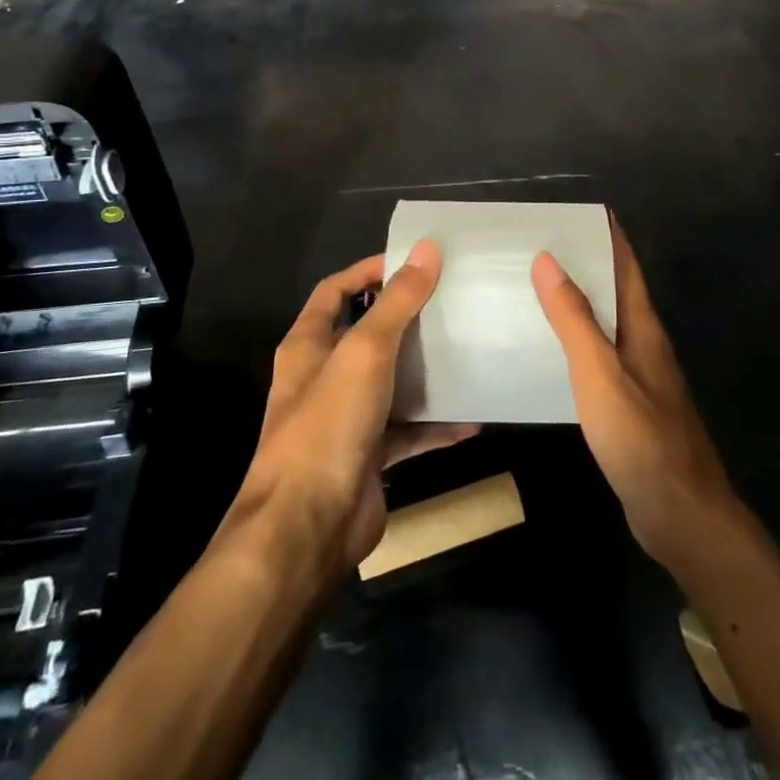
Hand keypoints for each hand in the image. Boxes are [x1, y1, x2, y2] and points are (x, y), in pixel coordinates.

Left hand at [237, 241, 476, 568]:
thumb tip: (427, 249)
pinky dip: (437, 424)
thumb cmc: (327, 426)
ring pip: (392, 381)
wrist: (306, 529)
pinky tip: (473, 417)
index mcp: (309, 345)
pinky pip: (409, 430)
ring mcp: (346, 418)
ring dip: (425, 370)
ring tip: (468, 349)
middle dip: (407, 317)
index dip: (369, 271)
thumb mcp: (365, 352)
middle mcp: (324, 377)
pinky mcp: (369, 455)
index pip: (336, 290)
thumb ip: (397, 301)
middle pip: (368, 334)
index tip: (414, 260)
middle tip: (453, 300)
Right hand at [532, 221, 742, 570]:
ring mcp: (641, 377)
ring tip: (536, 288)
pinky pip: (600, 358)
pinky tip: (551, 351)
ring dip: (580, 302)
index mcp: (644, 328)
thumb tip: (549, 259)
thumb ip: (574, 319)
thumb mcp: (600, 374)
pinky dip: (577, 342)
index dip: (609, 235)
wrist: (682, 516)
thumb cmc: (642, 439)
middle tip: (540, 244)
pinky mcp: (631, 407)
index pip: (626, 267)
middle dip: (587, 263)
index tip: (580, 210)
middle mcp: (645, 345)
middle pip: (617, 291)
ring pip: (608, 324)